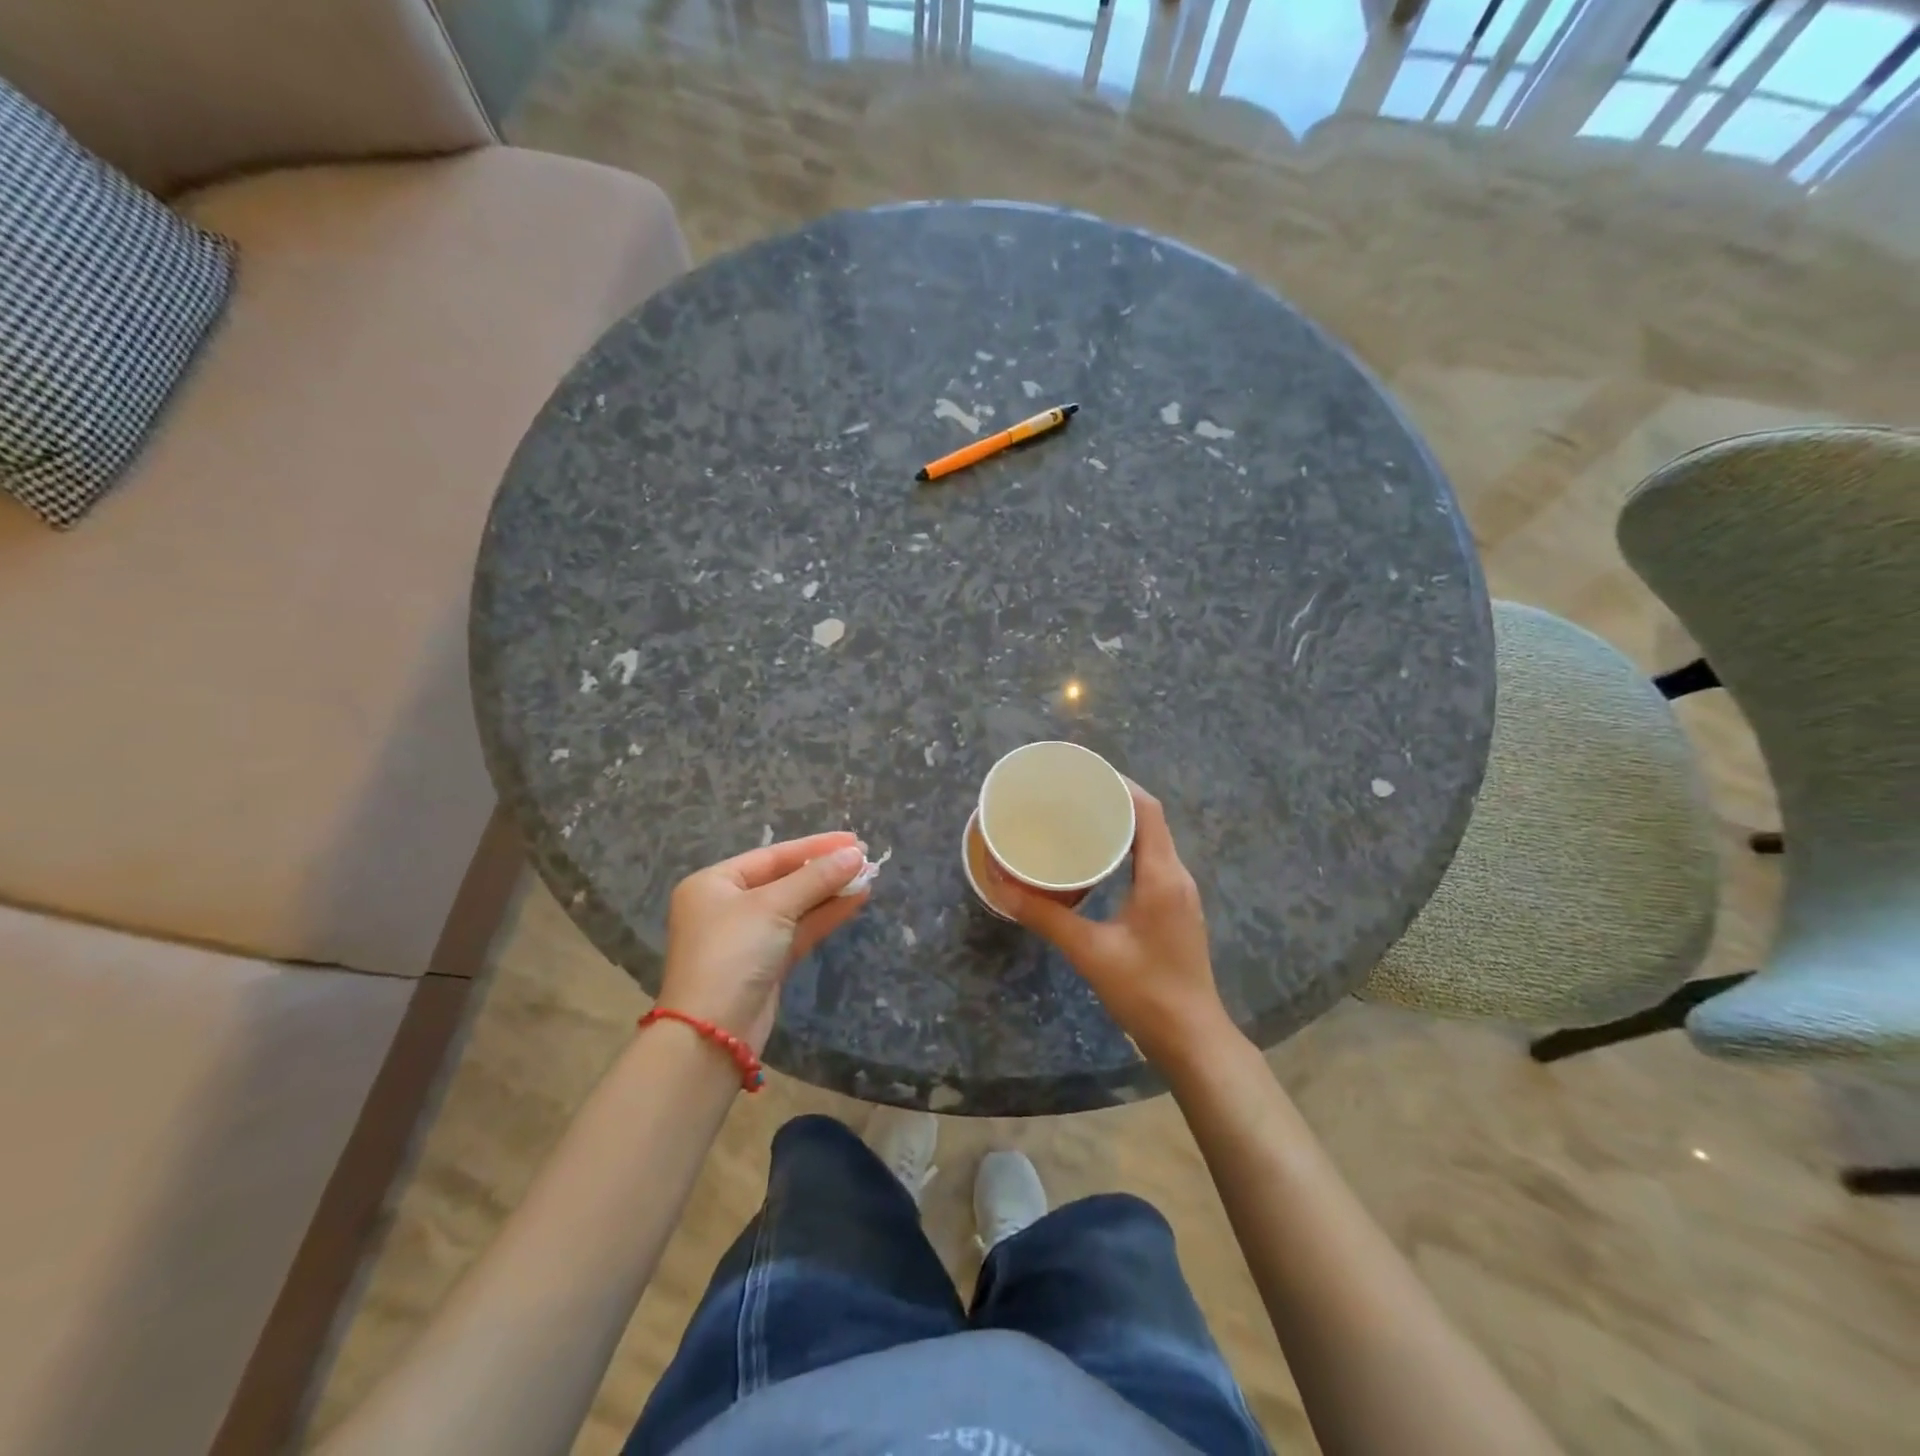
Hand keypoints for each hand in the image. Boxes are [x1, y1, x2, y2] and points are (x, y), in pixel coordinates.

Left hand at [656, 832, 869, 1052]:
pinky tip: (855, 901)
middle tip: (865, 858)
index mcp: (714, 883)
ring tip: (868, 877)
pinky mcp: (765, 963)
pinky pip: (799, 929)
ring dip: (830, 892)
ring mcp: (747, 937)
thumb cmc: (733, 953)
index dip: (815, 846)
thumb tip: (856, 855)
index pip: (772, 855)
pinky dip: (825, 915)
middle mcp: (727, 906)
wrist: (713, 1033)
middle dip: (825, 870)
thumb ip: (816, 878)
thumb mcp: (773, 906)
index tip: (853, 840)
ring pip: (795, 906)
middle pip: (784, 879)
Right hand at [991, 783, 1234, 1068]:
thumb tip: (1001, 887)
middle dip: (1113, 799)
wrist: (1192, 1039)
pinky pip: (1151, 862)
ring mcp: (1179, 893)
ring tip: (1077, 818)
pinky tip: (1097, 860)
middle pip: (1149, 820)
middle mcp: (1176, 876)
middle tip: (1069, 793)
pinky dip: (1125, 848)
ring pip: (1151, 841)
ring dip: (1120, 824)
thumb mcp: (1090, 952)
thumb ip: (1046, 917)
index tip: (1082, 772)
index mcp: (1162, 875)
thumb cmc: (1146, 992)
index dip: (1118, 784)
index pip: (1147, 810)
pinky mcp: (1174, 909)